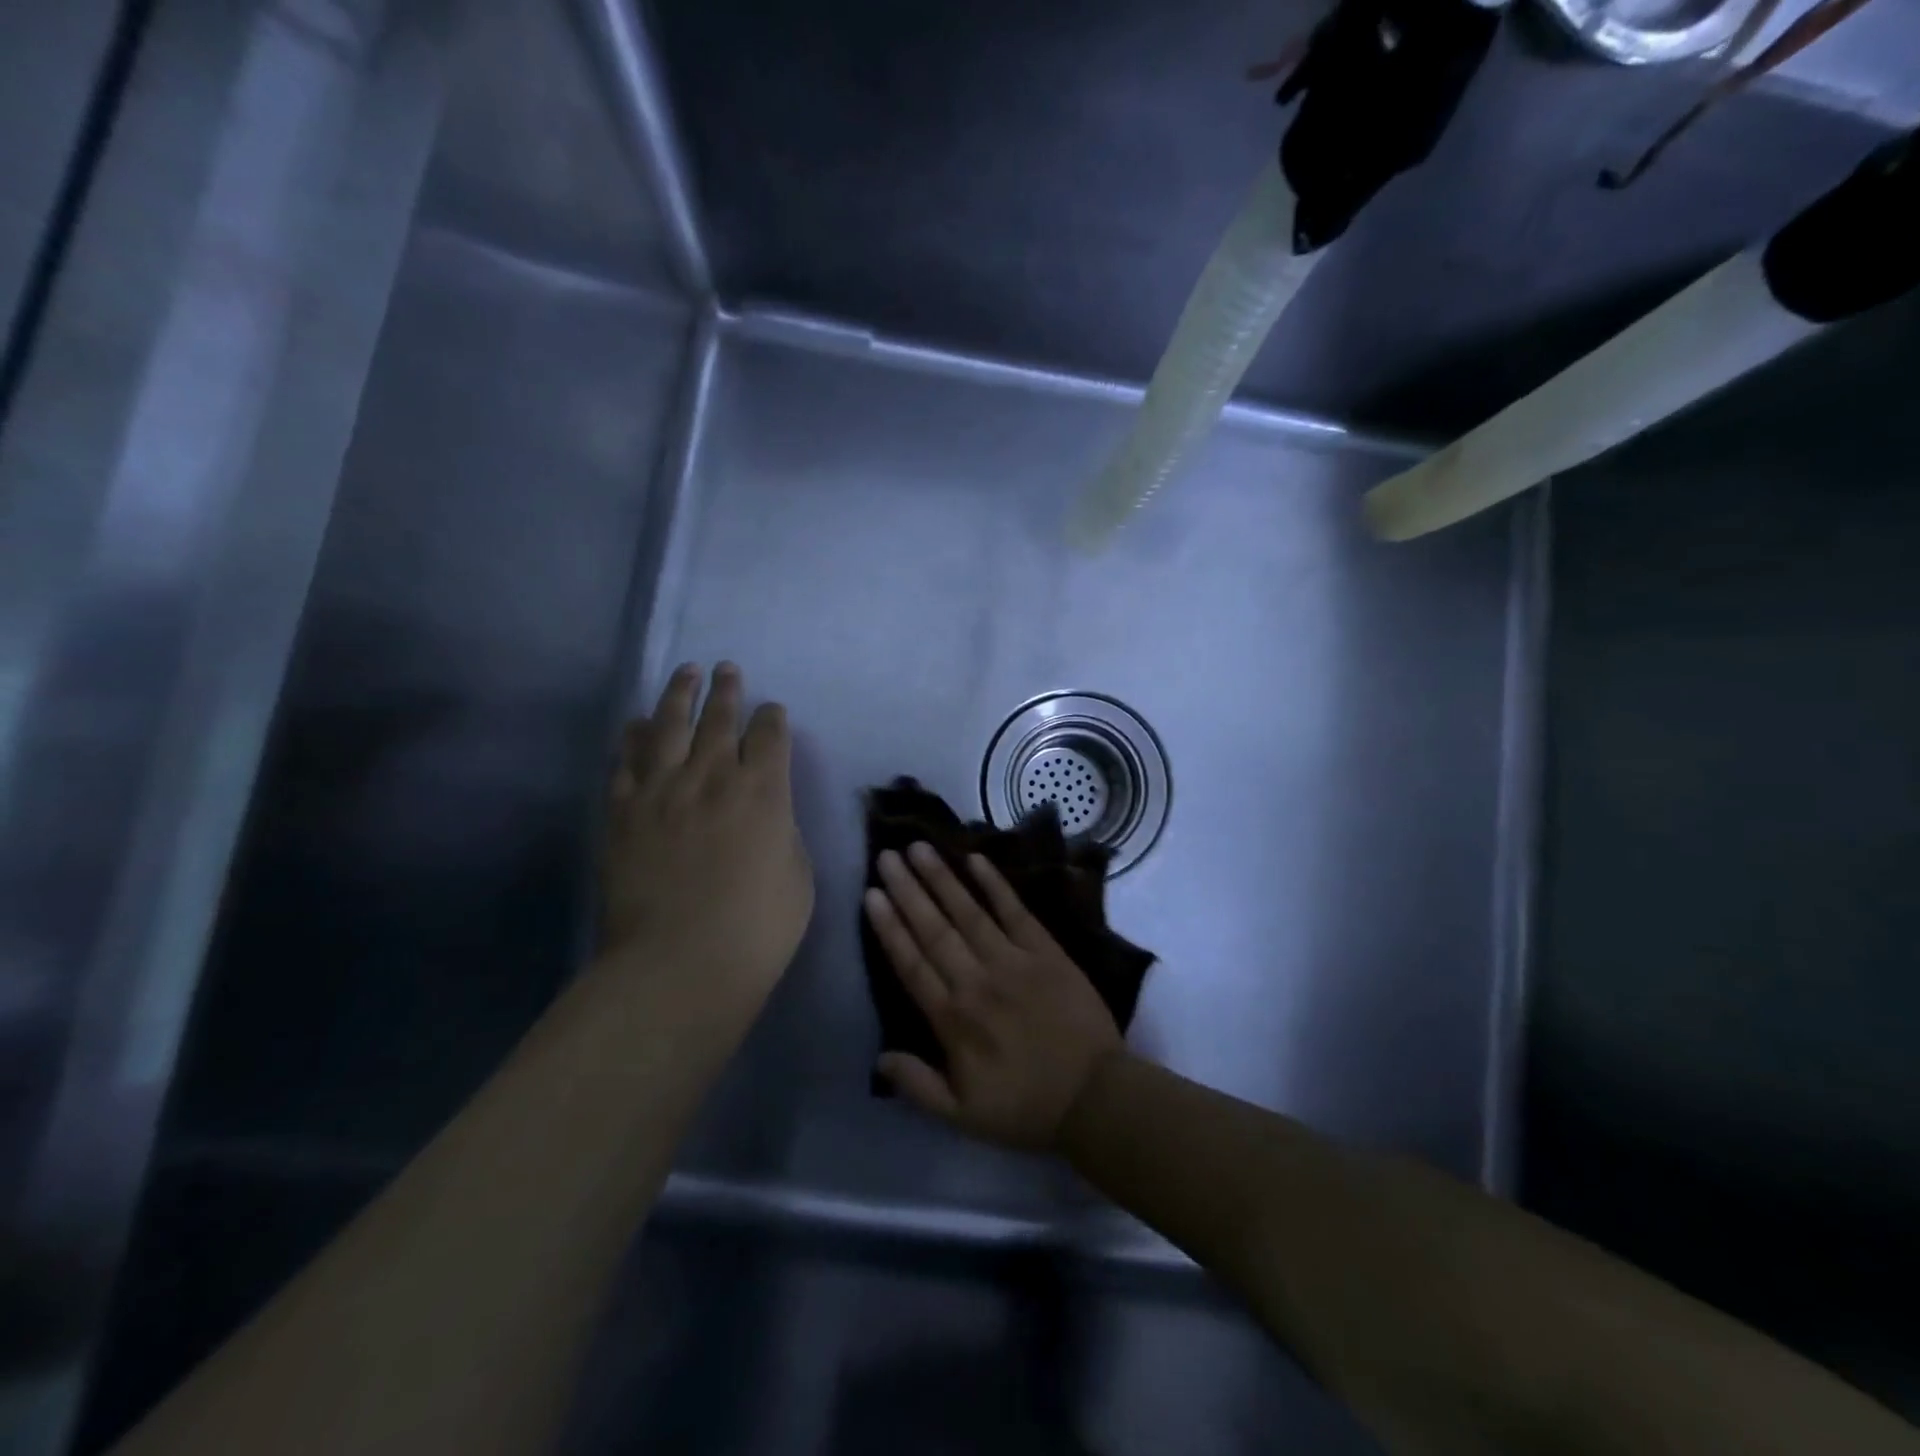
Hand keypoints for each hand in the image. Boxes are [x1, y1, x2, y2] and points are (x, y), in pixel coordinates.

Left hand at [602, 663, 813, 1023]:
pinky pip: (626, 760)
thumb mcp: (797, 875)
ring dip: (680, 694)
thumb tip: (767, 812)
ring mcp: (662, 790)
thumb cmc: (757, 928)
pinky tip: (635, 722)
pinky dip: (632, 736)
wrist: (679, 964)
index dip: (773, 717)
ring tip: (686, 672)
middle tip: (727, 669)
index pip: (771, 734)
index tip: (772, 712)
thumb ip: (782, 831)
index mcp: (764, 791)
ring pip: (670, 725)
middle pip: (720, 719)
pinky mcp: (623, 811)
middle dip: (727, 691)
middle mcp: (713, 776)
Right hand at [863, 843, 1123, 1151]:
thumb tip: (879, 1058)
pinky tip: (977, 859)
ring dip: (942, 879)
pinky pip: (1016, 911)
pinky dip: (996, 885)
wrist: (1095, 1098)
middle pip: (934, 929)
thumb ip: (918, 1085)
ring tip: (919, 848)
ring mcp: (1013, 961)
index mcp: (952, 1020)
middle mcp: (976, 981)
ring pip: (969, 913)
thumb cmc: (1025, 1108)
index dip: (889, 927)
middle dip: (907, 891)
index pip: (911, 964)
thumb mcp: (962, 1116)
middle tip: (886, 856)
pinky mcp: (1046, 951)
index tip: (871, 895)